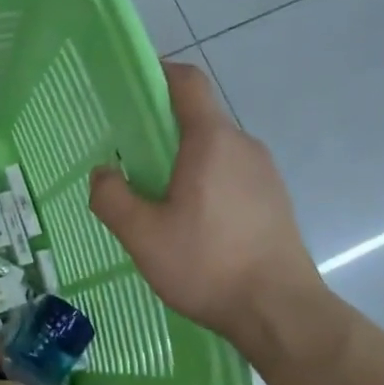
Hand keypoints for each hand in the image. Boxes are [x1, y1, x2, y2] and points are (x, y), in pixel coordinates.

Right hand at [89, 60, 326, 352]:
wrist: (280, 311)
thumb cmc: (207, 264)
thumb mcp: (142, 236)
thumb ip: (112, 198)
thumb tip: (103, 173)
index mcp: (211, 141)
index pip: (187, 82)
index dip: (158, 73)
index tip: (130, 88)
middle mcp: (243, 146)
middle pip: (199, 119)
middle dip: (161, 132)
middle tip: (129, 163)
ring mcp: (266, 174)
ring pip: (215, 152)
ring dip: (184, 164)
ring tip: (157, 203)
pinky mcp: (275, 201)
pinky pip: (232, 176)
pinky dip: (207, 184)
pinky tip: (192, 226)